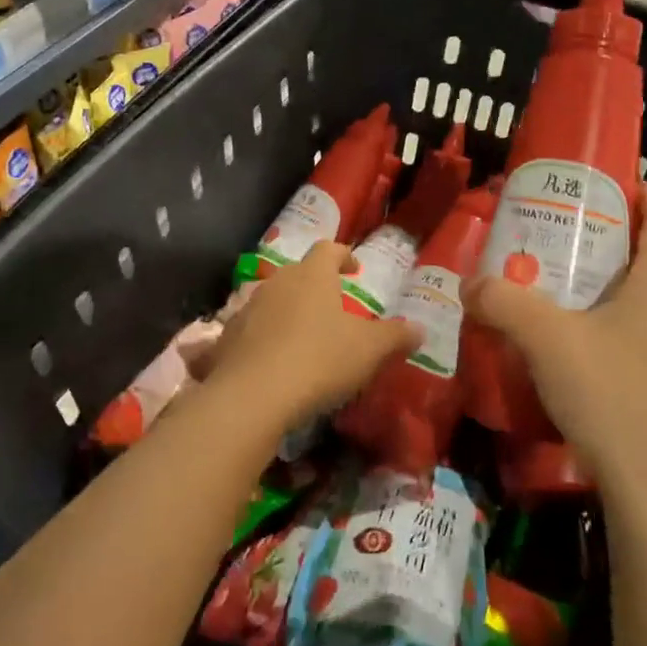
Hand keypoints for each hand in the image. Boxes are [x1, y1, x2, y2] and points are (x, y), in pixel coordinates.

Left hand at [193, 243, 419, 432]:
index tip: (354, 268)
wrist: (253, 396)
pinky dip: (262, 339)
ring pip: (272, 300)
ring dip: (287, 311)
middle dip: (314, 286)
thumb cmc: (320, 360)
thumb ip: (396, 336)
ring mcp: (247, 308)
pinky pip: (249, 331)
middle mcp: (277, 282)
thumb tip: (420, 328)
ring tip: (302, 335)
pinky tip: (271, 362)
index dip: (343, 255)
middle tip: (332, 306)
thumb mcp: (369, 350)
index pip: (328, 249)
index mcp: (312, 276)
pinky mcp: (226, 338)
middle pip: (298, 273)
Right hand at [463, 180, 646, 511]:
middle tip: (567, 245)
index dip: (645, 194)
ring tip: (573, 303)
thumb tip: (470, 283)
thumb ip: (503, 302)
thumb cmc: (612, 398)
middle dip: (617, 245)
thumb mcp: (545, 341)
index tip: (611, 185)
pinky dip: (628, 337)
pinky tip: (591, 364)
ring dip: (621, 295)